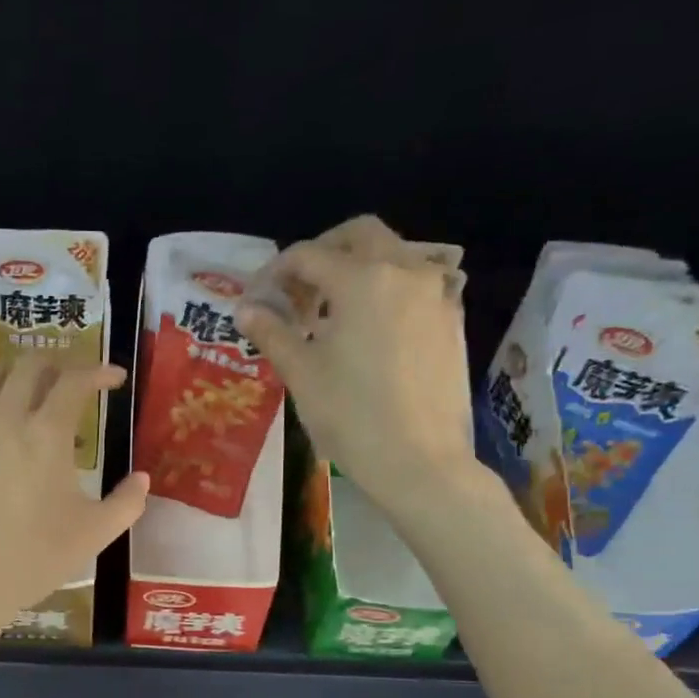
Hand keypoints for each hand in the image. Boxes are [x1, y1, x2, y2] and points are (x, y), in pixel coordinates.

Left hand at [0, 359, 148, 639]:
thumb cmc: (35, 558)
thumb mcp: (95, 534)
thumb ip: (127, 502)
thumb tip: (142, 479)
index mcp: (46, 435)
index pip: (75, 380)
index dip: (99, 371)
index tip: (115, 378)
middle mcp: (5, 419)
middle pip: (30, 364)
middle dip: (60, 363)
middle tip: (75, 381)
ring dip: (17, 371)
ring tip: (32, 389)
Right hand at [239, 214, 480, 507]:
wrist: (421, 462)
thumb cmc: (352, 417)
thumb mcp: (302, 374)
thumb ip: (272, 332)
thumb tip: (246, 309)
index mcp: (361, 280)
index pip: (308, 255)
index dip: (275, 272)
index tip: (258, 298)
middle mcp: (404, 272)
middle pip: (360, 235)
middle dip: (323, 252)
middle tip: (299, 290)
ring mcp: (436, 294)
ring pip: (394, 255)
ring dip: (358, 269)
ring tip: (333, 313)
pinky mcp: (452, 320)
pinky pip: (417, 284)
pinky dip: (388, 290)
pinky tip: (371, 330)